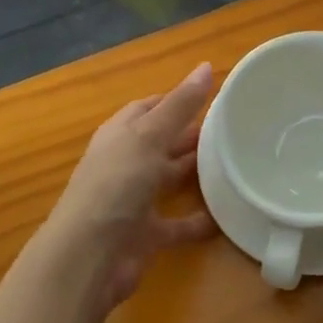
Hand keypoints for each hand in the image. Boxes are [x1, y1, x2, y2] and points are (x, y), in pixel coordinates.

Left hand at [43, 62, 216, 310]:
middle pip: (161, 143)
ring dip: (196, 173)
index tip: (212, 96)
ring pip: (168, 180)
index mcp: (119, 135)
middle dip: (191, 135)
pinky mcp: (144, 235)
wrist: (88, 257)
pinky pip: (177, 224)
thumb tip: (206, 65)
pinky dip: (198, 221)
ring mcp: (133, 200)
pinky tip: (225, 215)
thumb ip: (180, 105)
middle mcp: (124, 164)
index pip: (148, 108)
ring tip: (234, 163)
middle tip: (231, 128)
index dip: (175, 100)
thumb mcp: (149, 136)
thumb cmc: (116, 185)